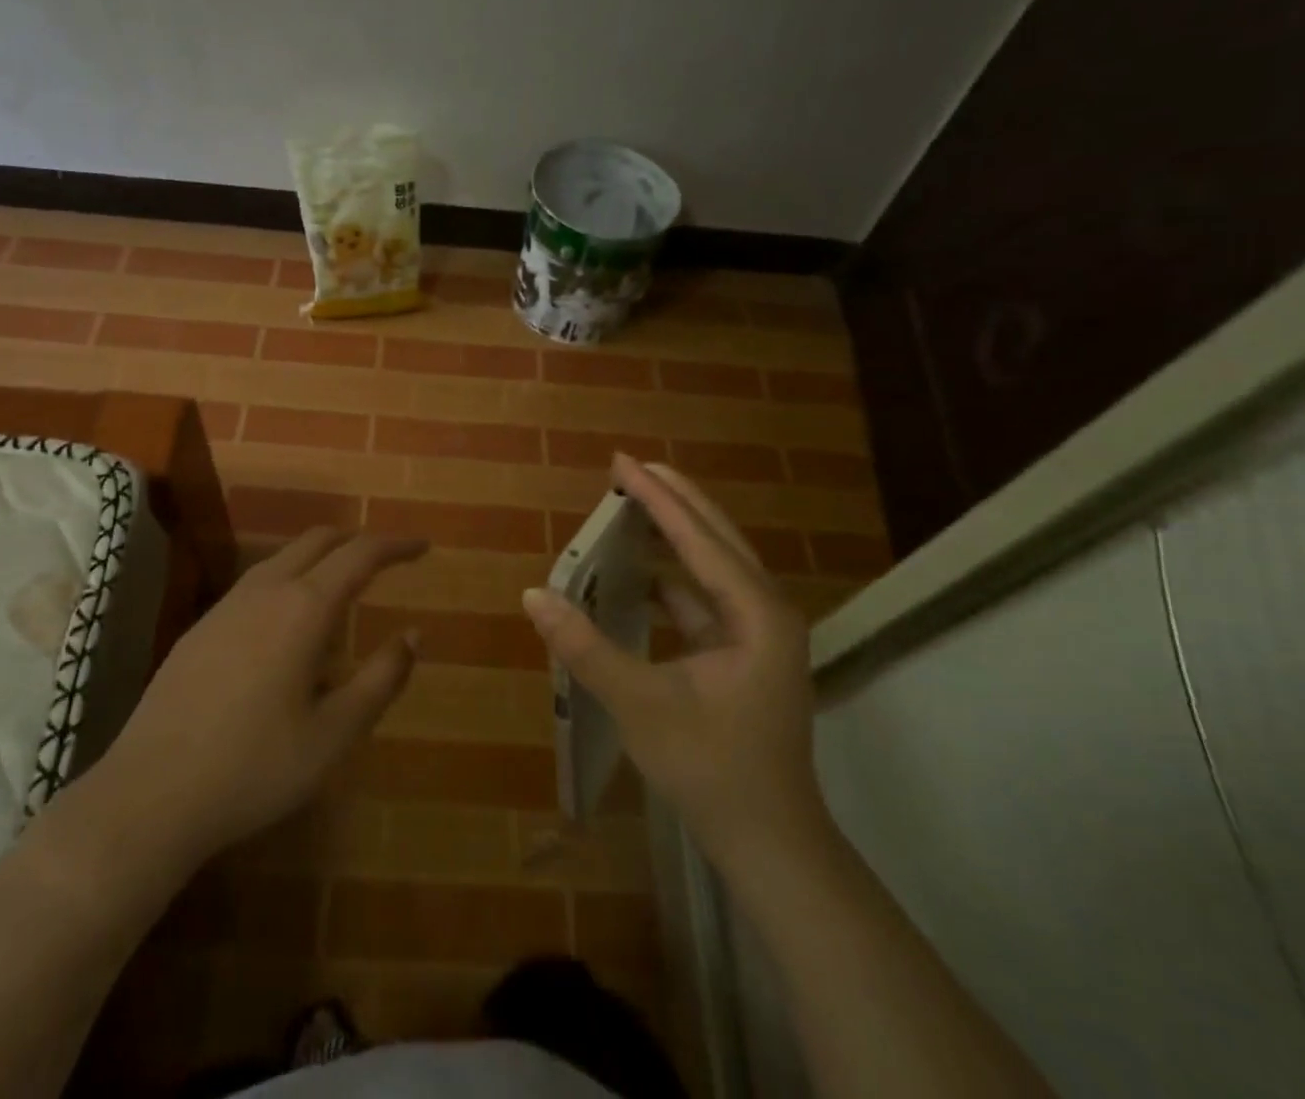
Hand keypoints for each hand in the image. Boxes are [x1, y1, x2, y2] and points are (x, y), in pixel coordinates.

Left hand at [84, 528, 426, 867]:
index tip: (423, 547)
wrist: (150, 794)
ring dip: (320, 558)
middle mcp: (265, 591)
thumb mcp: (335, 734)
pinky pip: (257, 583)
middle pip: (318, 540)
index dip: (396, 545)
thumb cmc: (255, 767)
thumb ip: (382, 679)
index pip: (360, 554)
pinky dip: (289, 579)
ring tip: (343, 588)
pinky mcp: (201, 628)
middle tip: (388, 561)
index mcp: (304, 608)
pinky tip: (288, 623)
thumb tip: (414, 635)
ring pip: (283, 558)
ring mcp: (226, 606)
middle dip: (357, 541)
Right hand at [523, 455, 830, 873]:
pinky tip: (641, 575)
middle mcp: (765, 610)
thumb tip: (533, 595)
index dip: (657, 497)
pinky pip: (704, 597)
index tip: (622, 460)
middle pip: (716, 536)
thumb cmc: (711, 769)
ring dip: (675, 534)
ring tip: (634, 505)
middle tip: (630, 466)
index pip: (697, 538)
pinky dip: (672, 577)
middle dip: (673, 499)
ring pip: (713, 565)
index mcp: (756, 613)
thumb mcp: (640, 704)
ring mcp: (758, 633)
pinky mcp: (744, 654)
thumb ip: (585, 647)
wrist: (770, 844)